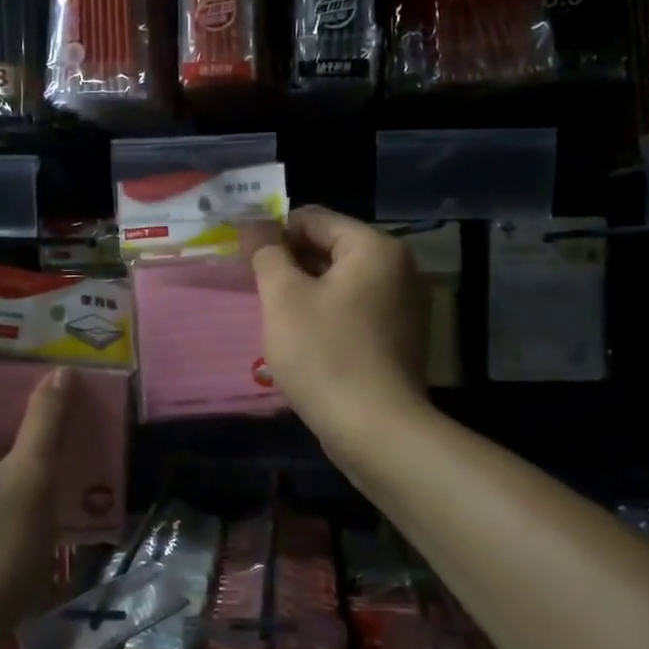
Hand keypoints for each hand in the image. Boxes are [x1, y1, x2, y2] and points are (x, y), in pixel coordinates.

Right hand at [245, 207, 430, 458]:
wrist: (376, 430)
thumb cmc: (325, 355)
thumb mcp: (284, 298)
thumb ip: (266, 253)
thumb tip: (254, 223)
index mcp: (375, 248)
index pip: (314, 219)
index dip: (273, 233)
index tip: (244, 258)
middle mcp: (399, 268)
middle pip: (331, 248)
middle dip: (289, 264)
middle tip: (255, 290)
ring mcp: (404, 305)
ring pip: (341, 282)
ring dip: (305, 291)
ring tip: (275, 317)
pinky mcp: (400, 338)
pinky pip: (355, 309)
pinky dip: (327, 314)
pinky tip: (303, 340)